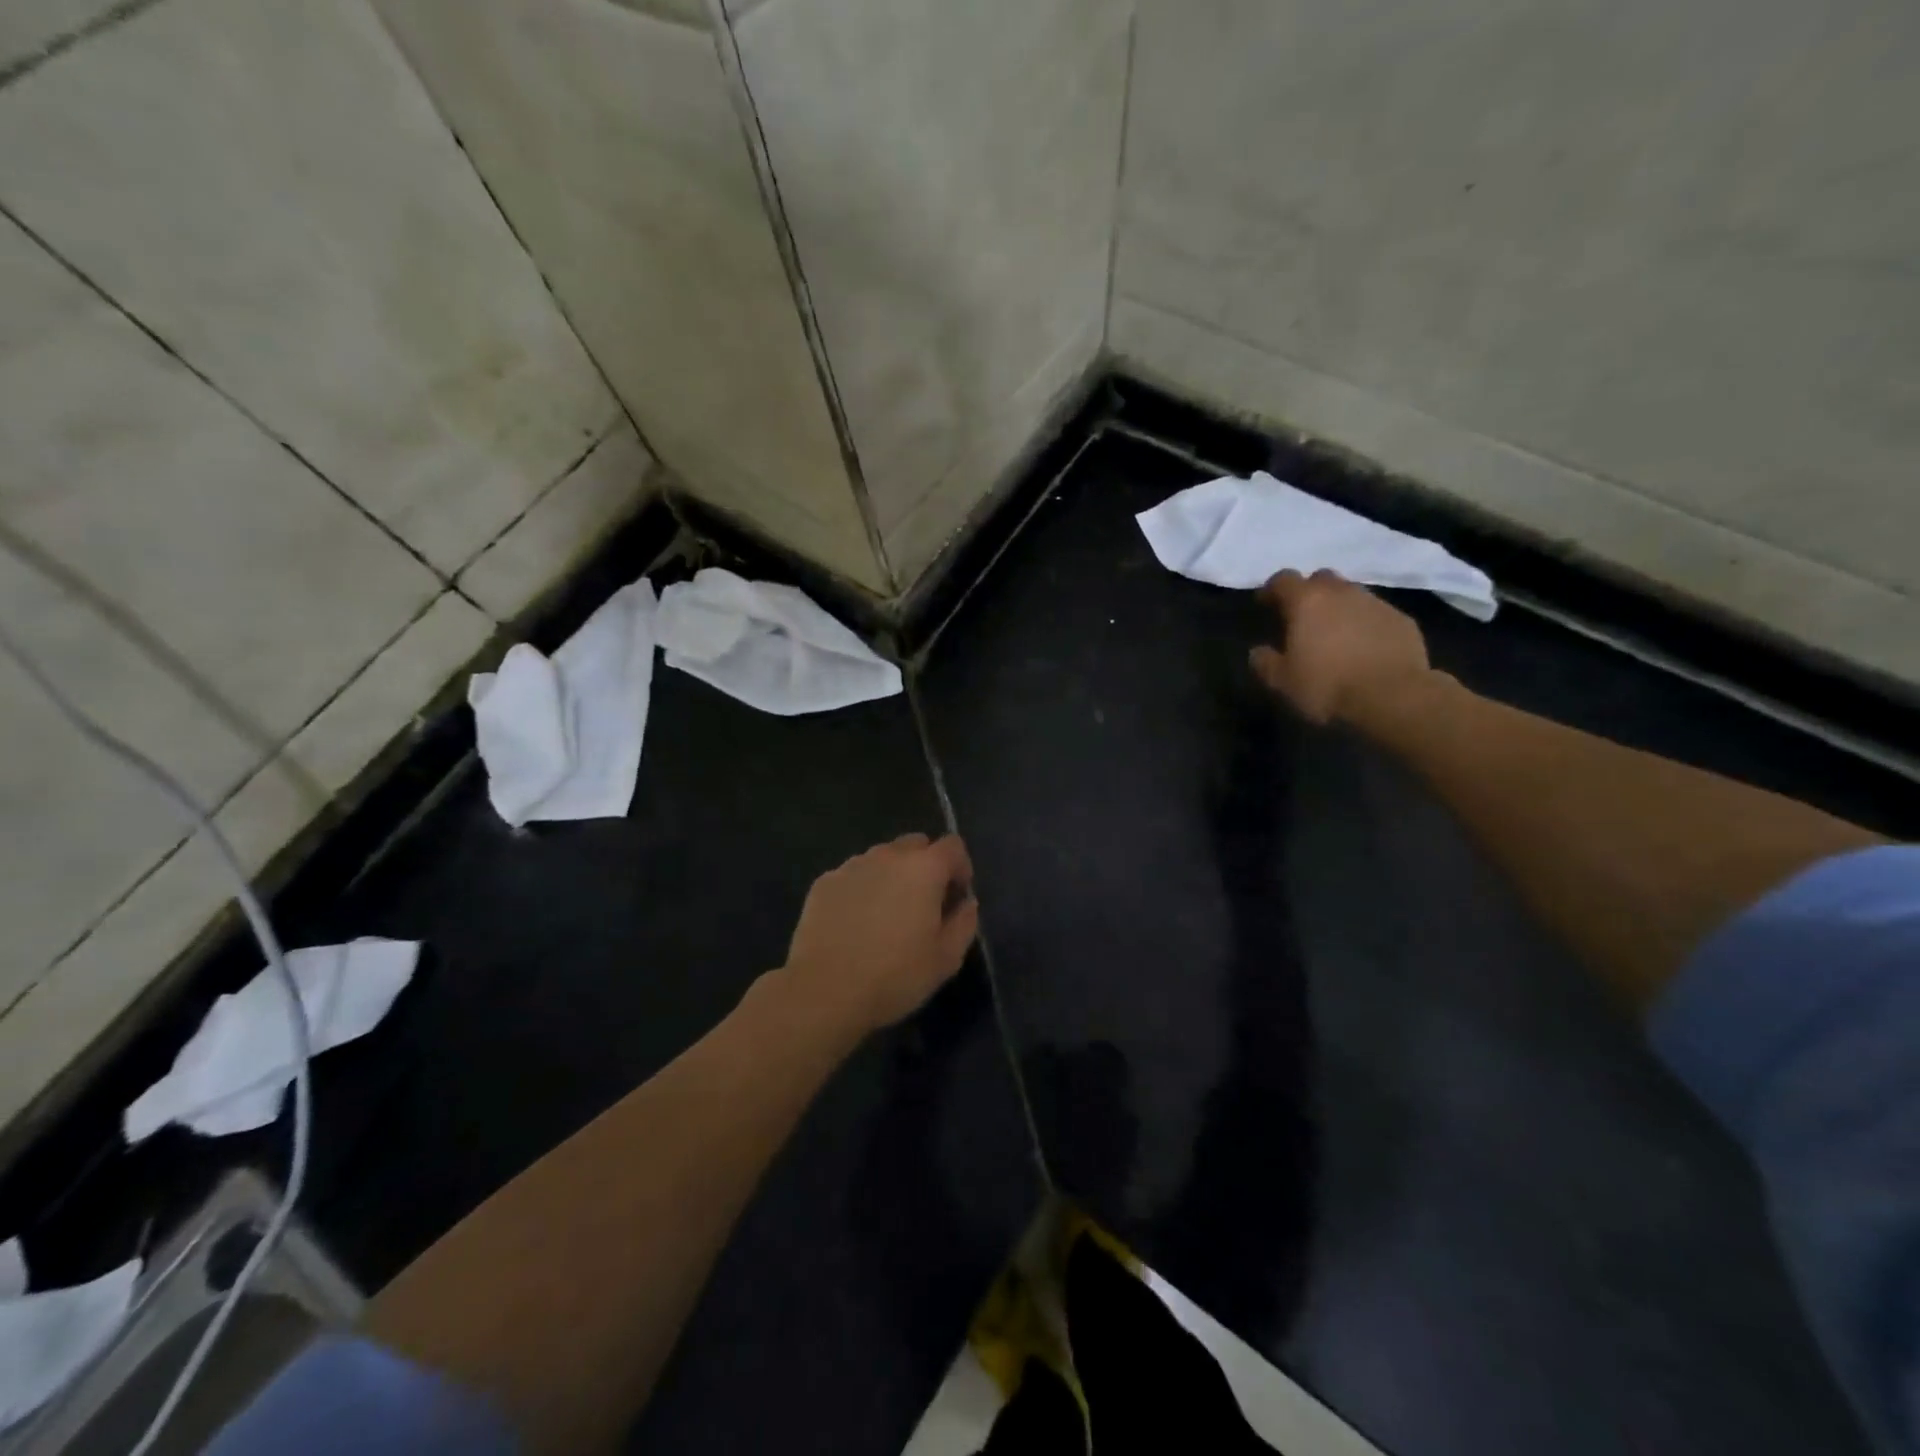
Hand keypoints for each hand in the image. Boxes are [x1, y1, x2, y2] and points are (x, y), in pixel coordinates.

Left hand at [778, 833, 978, 1038]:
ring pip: (882, 858)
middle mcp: (887, 856)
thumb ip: (964, 923)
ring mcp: (851, 866)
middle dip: (925, 866)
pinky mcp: (824, 882)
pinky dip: (861, 889)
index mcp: (924, 869)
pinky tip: (855, 923)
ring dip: (892, 876)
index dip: (961, 867)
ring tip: (885, 915)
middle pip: (915, 844)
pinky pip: (853, 875)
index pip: (953, 845)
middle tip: (923, 904)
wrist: (824, 991)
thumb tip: (966, 903)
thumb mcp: (945, 959)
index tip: (956, 897)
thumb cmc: (894, 976)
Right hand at [1250, 569, 1438, 728]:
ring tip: (1335, 633)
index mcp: (1307, 602)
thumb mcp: (1282, 682)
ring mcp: (1376, 604)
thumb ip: (1265, 662)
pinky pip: (1377, 614)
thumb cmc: (1327, 686)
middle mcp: (1342, 593)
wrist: (1393, 697)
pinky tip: (1364, 647)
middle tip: (1303, 616)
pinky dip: (1366, 624)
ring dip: (1340, 607)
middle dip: (1310, 592)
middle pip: (1321, 579)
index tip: (1265, 604)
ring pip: (1352, 594)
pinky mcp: (1403, 620)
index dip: (1271, 589)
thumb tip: (1258, 652)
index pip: (1283, 579)